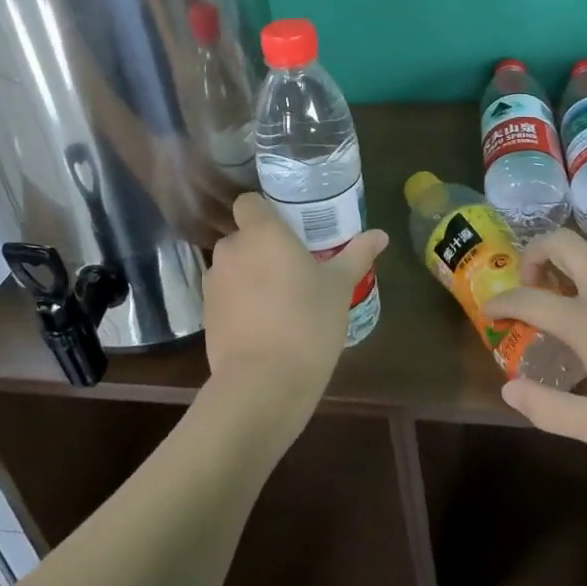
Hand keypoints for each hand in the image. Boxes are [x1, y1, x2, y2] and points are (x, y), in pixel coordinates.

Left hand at [203, 193, 386, 421]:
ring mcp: (213, 282)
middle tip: (292, 269)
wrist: (263, 383)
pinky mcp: (206, 314)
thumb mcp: (339, 288)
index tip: (287, 229)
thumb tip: (381, 234)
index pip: (248, 202)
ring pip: (233, 266)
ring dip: (249, 275)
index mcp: (262, 233)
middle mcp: (231, 249)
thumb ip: (357, 255)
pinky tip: (264, 325)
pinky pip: (225, 295)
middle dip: (262, 248)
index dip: (264, 211)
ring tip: (279, 301)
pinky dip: (239, 302)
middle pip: (243, 236)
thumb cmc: (307, 323)